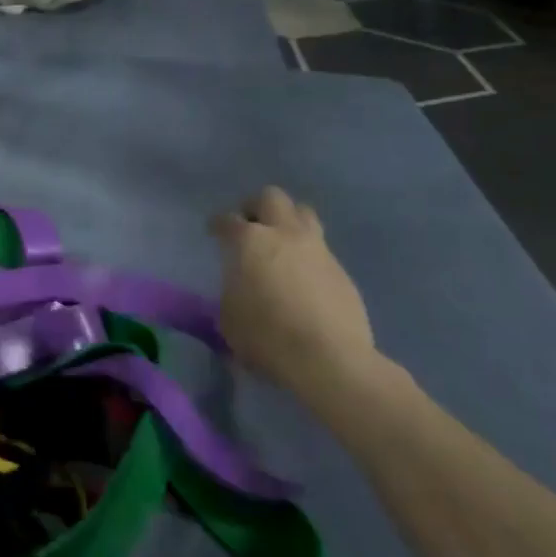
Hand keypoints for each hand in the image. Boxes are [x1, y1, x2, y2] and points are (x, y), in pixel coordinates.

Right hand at [212, 188, 379, 403]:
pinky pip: (321, 249)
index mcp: (250, 241)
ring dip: (288, 221)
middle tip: (249, 226)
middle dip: (256, 207)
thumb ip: (231, 293)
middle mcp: (284, 234)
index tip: (214, 232)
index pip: (227, 220)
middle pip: (271, 197)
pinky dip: (308, 255)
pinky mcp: (341, 270)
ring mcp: (318, 249)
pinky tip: (303, 278)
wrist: (329, 358)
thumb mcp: (229, 318)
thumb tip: (239, 289)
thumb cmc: (267, 337)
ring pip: (304, 214)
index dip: (217, 224)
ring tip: (280, 244)